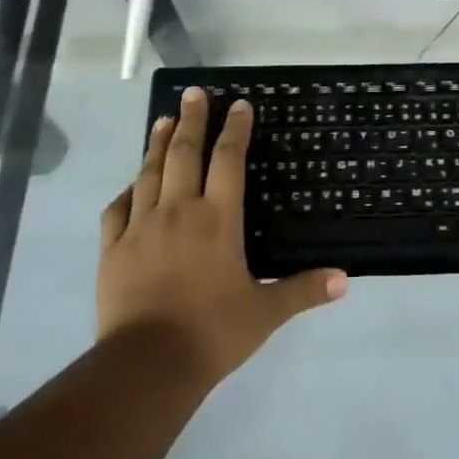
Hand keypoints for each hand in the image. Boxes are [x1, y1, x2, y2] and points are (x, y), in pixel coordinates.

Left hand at [97, 87, 346, 385]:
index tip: (239, 104)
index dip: (235, 130)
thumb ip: (304, 290)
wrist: (146, 365)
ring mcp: (141, 227)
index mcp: (217, 219)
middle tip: (194, 93)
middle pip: (185, 154)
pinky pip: (118, 209)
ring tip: (164, 121)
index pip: (228, 160)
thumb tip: (345, 279)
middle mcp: (179, 211)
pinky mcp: (113, 249)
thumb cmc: (212, 332)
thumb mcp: (265, 313)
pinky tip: (131, 184)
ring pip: (150, 173)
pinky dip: (127, 191)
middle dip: (192, 120)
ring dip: (159, 144)